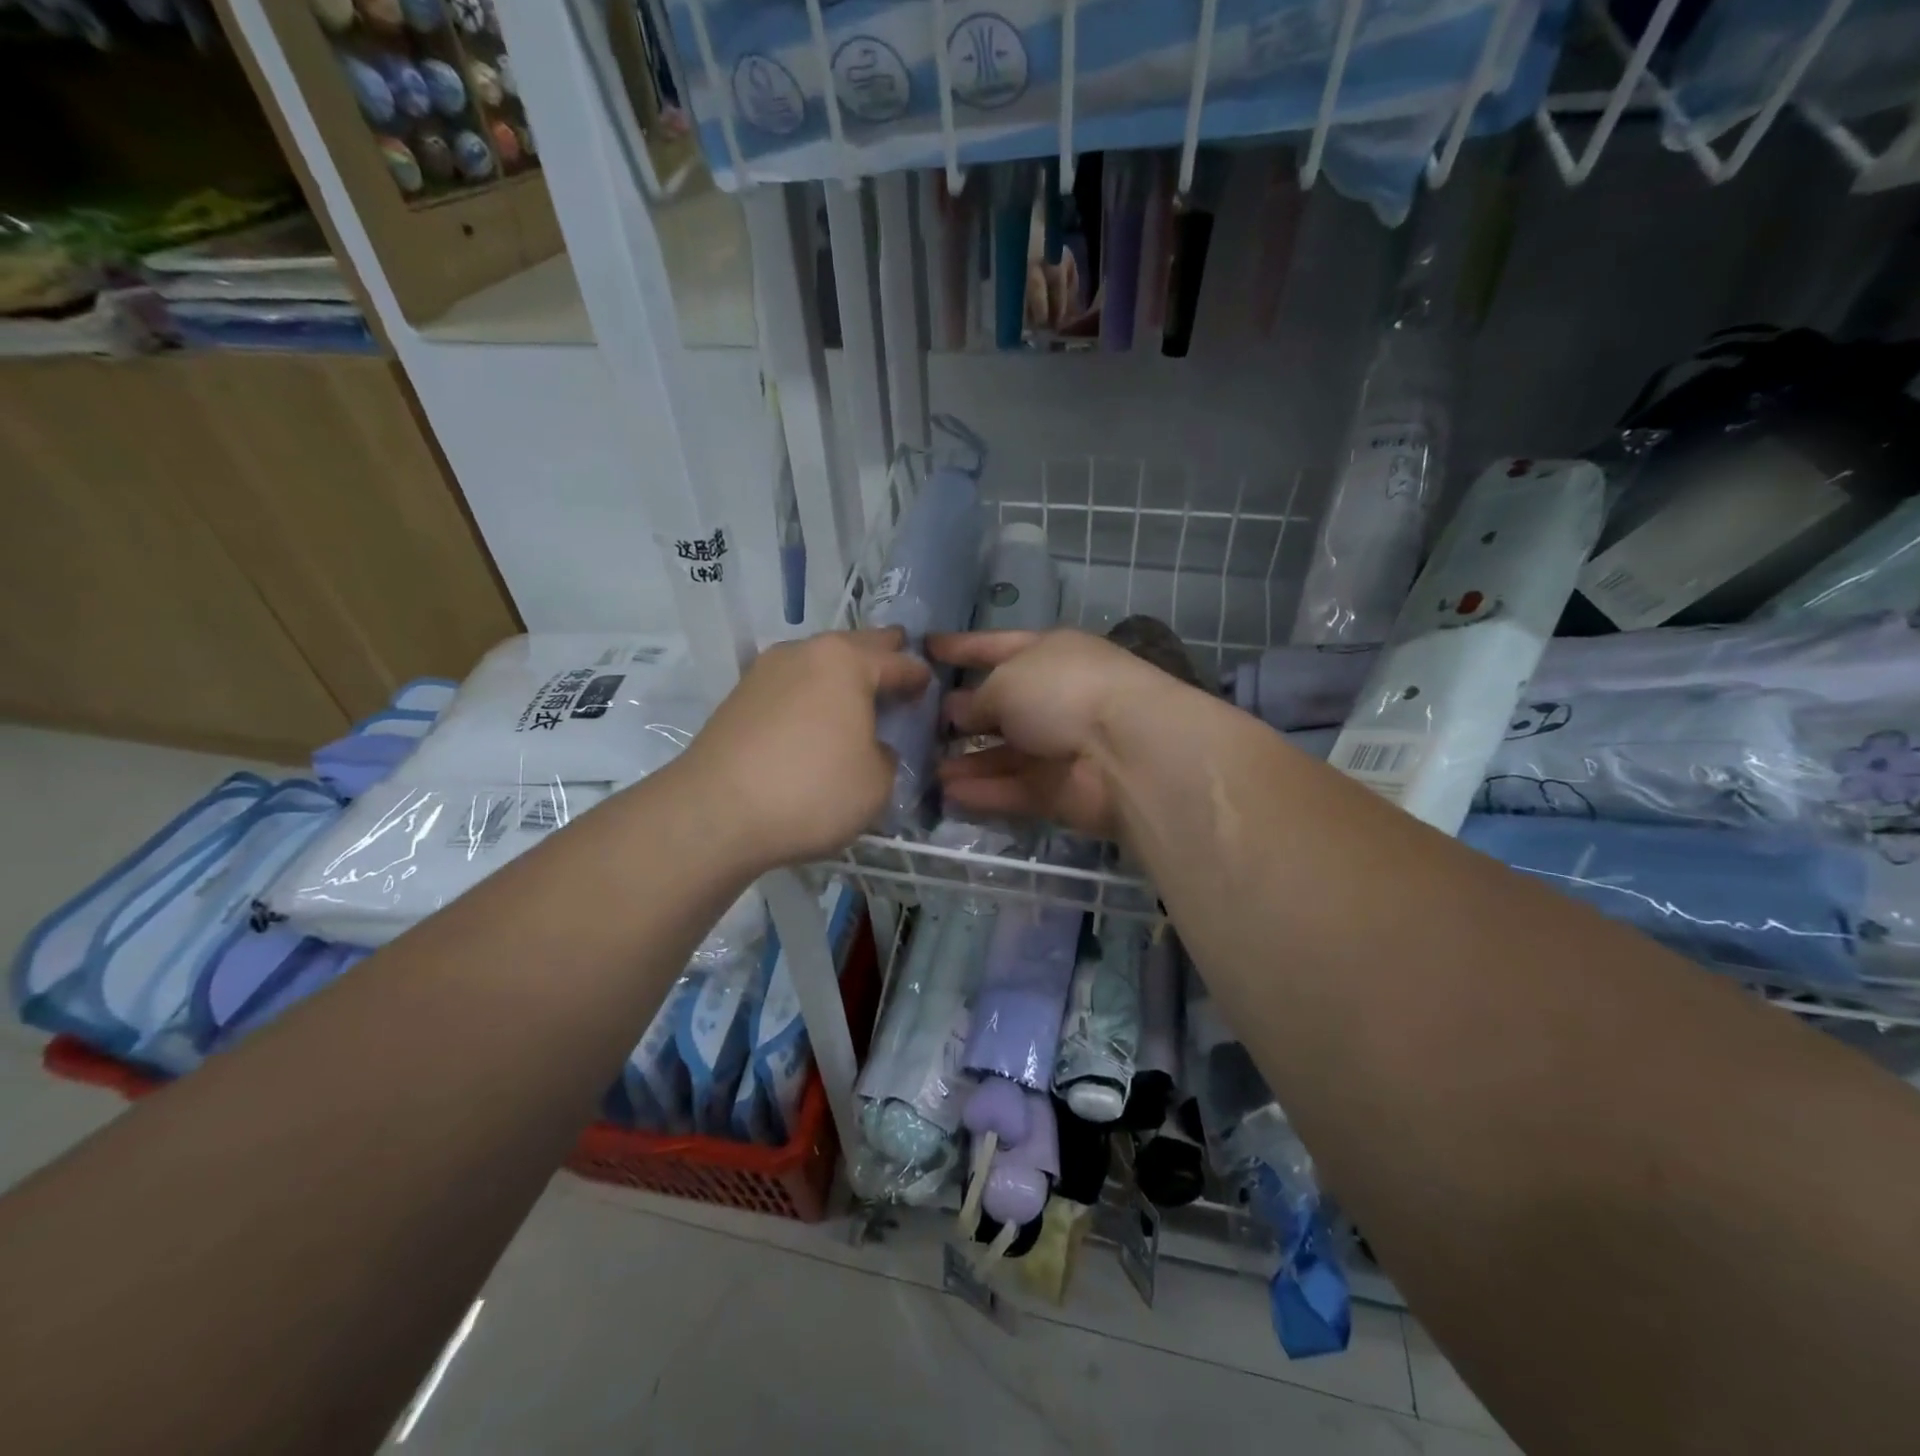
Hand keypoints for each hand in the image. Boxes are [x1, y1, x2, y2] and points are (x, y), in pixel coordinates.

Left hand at [678, 629, 929, 869]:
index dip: (918, 677)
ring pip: (817, 663)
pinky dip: (810, 696)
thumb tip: (869, 747)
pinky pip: (790, 686)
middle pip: (854, 647)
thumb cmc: (812, 790)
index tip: (930, 688)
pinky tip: (815, 719)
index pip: (898, 662)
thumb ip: (885, 756)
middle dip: (880, 657)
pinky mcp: (738, 698)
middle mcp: (804, 653)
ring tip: (856, 698)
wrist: (715, 813)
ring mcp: (765, 672)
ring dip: (840, 677)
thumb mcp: (877, 783)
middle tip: (898, 668)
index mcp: (846, 661)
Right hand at [927, 629, 1178, 841]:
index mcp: (1049, 654)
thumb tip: (959, 713)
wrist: (1125, 751)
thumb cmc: (1063, 691)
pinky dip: (982, 792)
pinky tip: (946, 794)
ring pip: (1003, 754)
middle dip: (960, 712)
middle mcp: (1055, 697)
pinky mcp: (1060, 790)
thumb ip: (977, 699)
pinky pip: (1012, 789)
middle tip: (917, 721)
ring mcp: (1059, 747)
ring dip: (966, 761)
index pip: (997, 646)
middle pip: (1000, 705)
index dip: (962, 646)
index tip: (926, 647)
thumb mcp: (1007, 681)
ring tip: (926, 767)